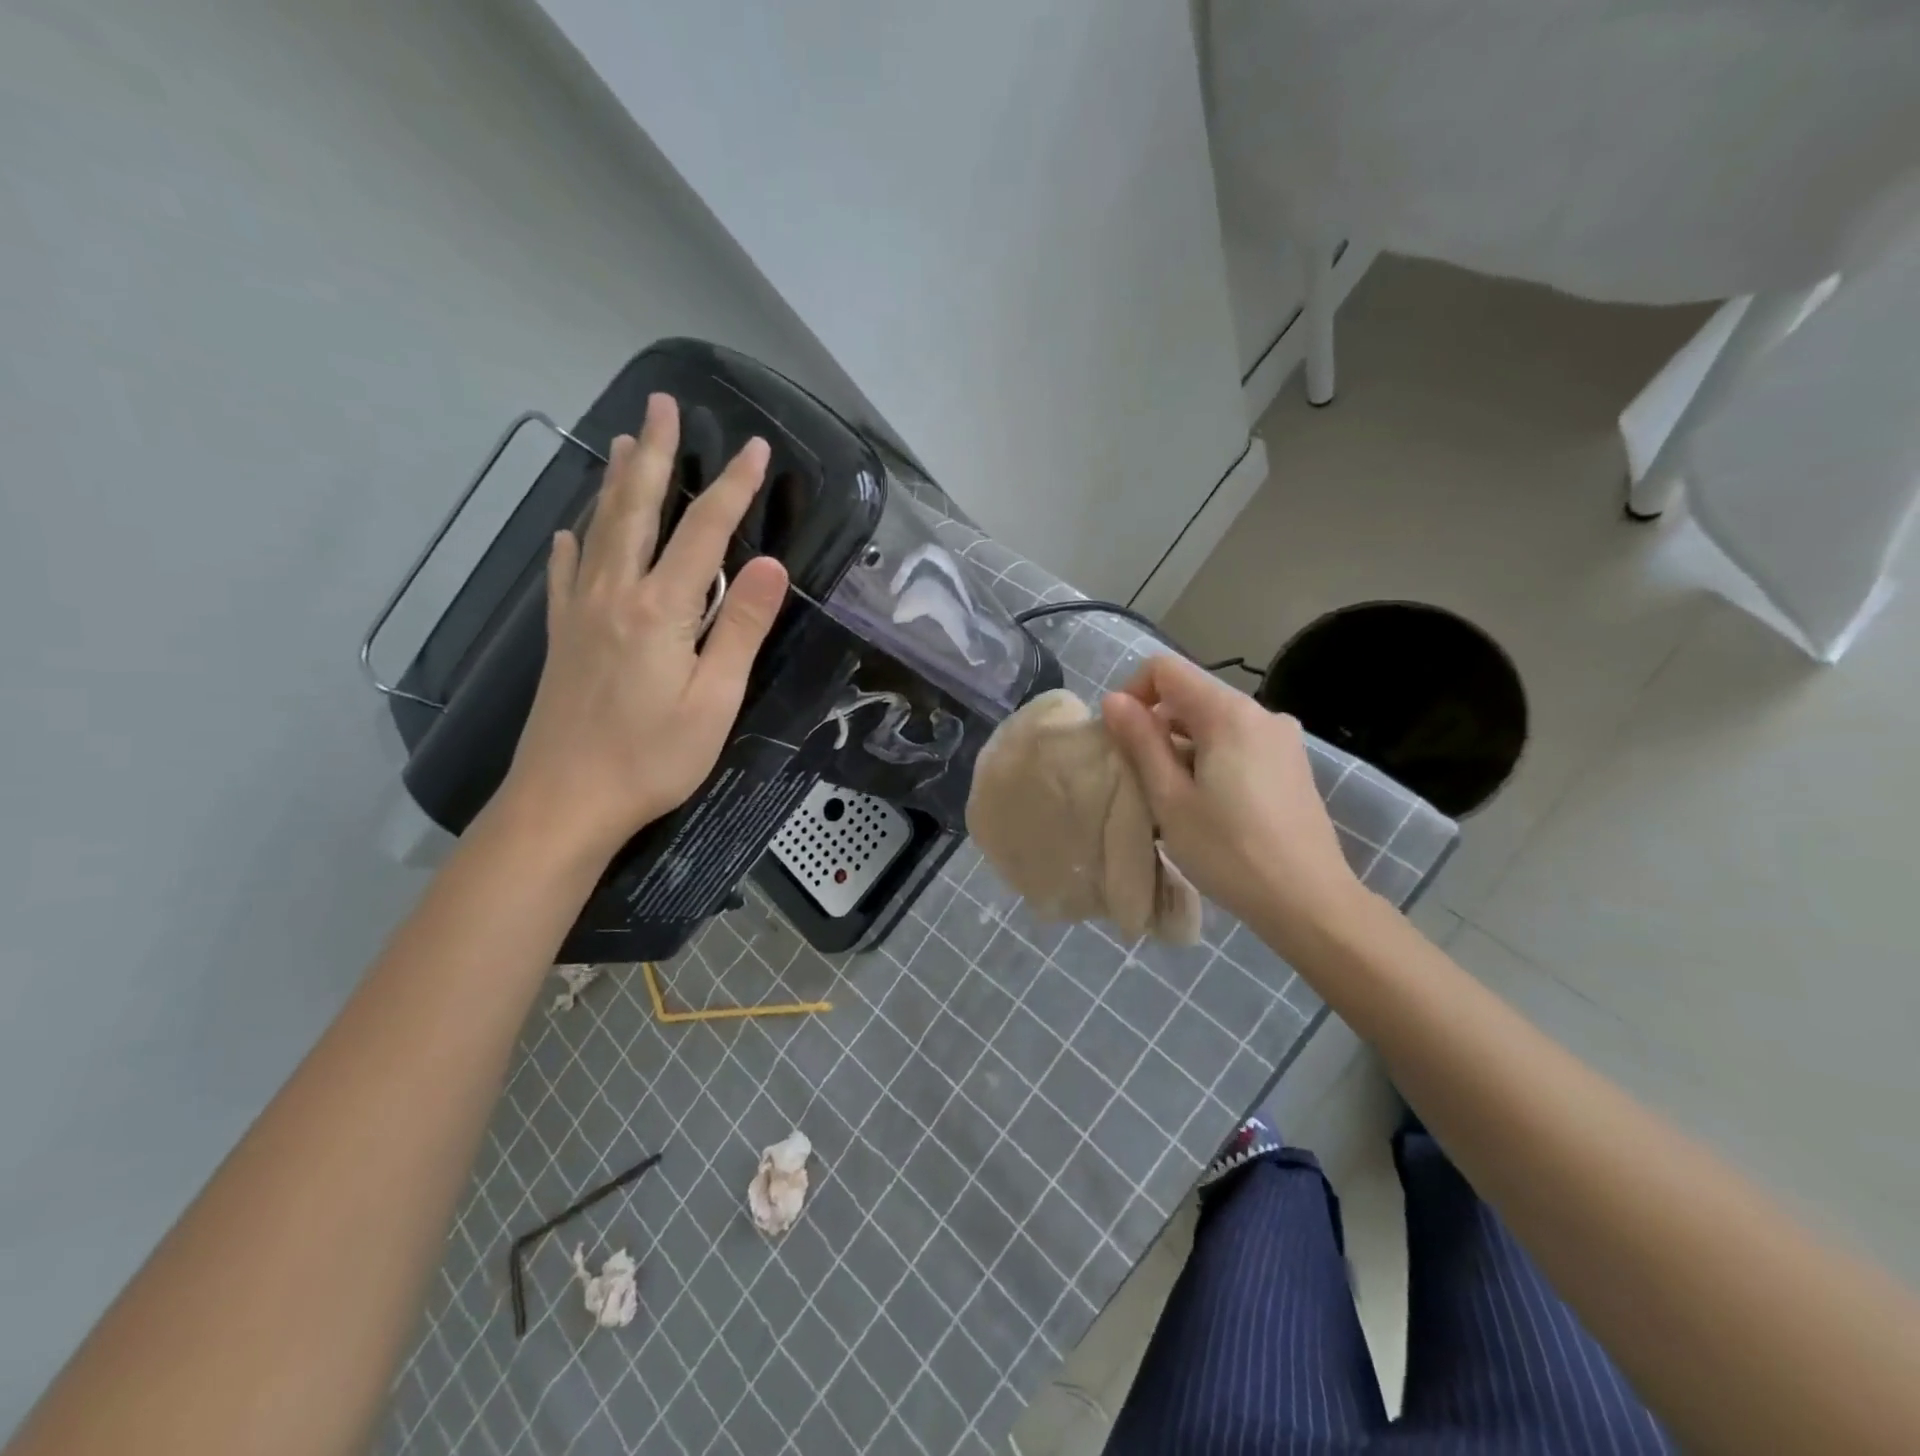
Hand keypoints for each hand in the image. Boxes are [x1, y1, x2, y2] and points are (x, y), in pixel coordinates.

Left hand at [496, 393, 789, 859]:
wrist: (565, 801)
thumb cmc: (652, 758)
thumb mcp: (715, 701)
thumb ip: (741, 629)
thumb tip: (769, 564)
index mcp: (660, 609)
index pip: (704, 532)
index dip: (733, 488)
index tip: (755, 448)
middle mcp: (615, 594)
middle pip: (638, 510)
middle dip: (655, 455)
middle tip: (662, 405)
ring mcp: (580, 613)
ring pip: (599, 530)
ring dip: (615, 482)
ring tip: (622, 440)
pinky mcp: (562, 638)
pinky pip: (565, 573)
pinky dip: (572, 542)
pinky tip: (570, 529)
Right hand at [1102, 655, 1367, 955]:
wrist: (1308, 901)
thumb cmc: (1229, 851)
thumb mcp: (1170, 798)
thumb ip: (1141, 742)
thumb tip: (1114, 700)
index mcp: (1229, 713)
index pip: (1165, 669)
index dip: (1132, 693)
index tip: (1120, 738)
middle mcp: (1261, 712)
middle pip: (1191, 694)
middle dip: (1155, 724)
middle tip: (1138, 776)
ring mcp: (1282, 738)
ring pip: (1214, 721)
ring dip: (1181, 745)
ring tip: (1171, 796)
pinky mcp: (1292, 763)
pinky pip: (1238, 742)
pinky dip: (1210, 757)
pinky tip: (1207, 803)